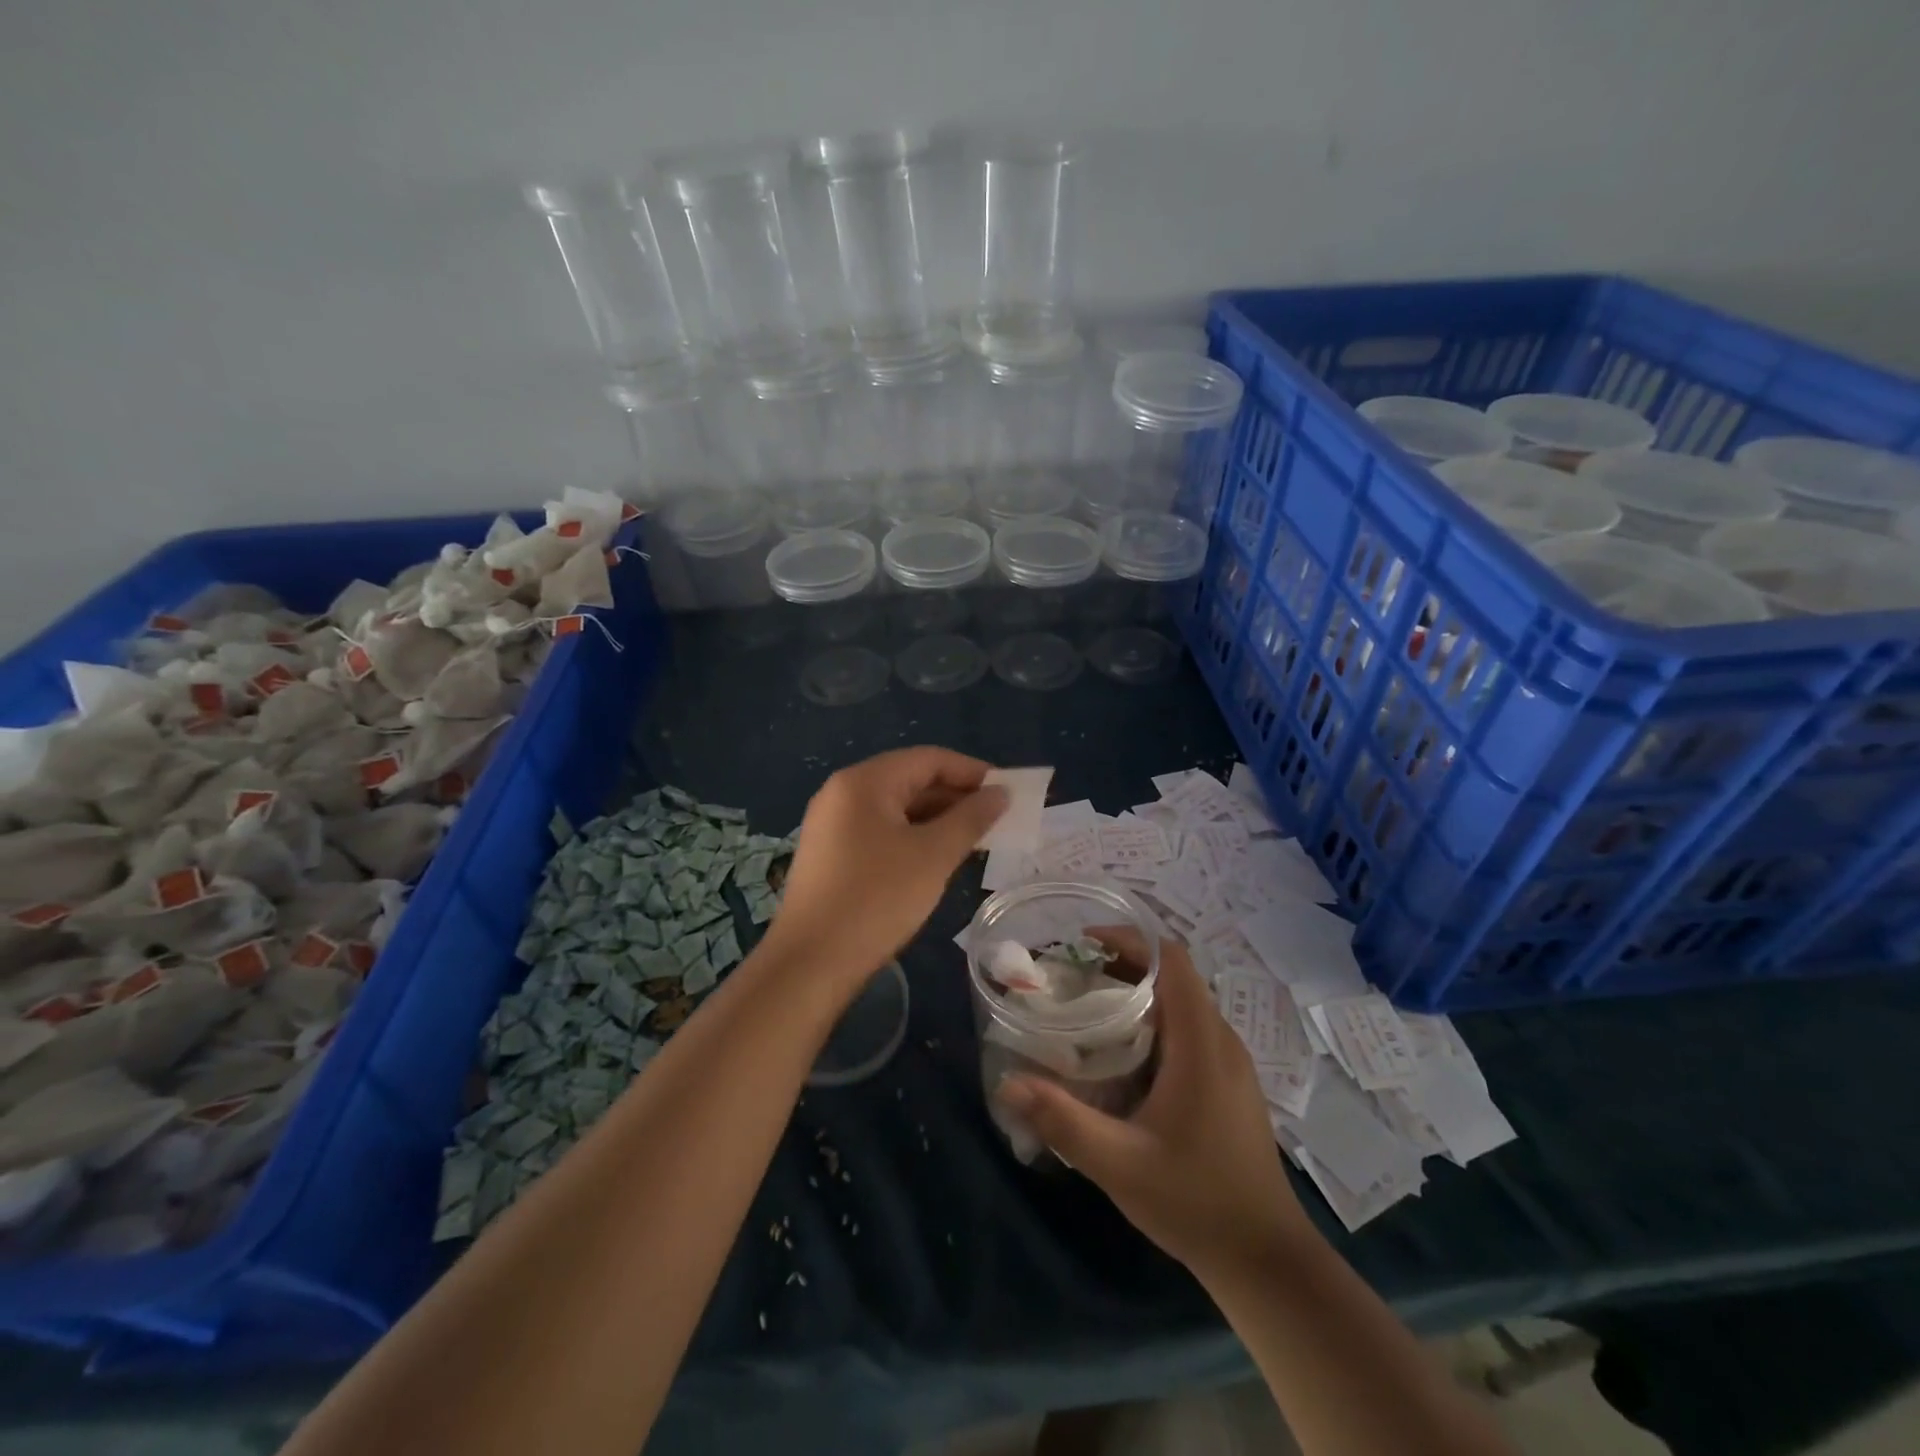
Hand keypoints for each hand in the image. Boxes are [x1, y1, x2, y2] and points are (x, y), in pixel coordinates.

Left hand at [764, 747, 1006, 991]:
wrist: (810, 963)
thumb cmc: (877, 899)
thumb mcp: (933, 856)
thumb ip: (971, 818)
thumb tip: (1000, 793)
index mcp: (864, 782)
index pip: (928, 759)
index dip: (972, 771)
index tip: (1008, 792)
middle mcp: (842, 793)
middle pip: (910, 780)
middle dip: (956, 797)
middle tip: (997, 820)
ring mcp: (832, 824)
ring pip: (896, 809)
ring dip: (937, 819)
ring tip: (975, 840)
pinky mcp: (830, 854)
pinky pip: (880, 831)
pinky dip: (913, 837)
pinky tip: (937, 859)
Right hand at [997, 929, 1312, 1280]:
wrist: (1266, 1260)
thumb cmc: (1195, 1201)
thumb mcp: (1119, 1163)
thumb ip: (1062, 1119)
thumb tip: (1008, 1083)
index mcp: (1201, 1044)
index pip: (1173, 960)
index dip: (1130, 940)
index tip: (1085, 942)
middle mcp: (1222, 1041)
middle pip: (1176, 976)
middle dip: (1126, 964)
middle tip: (1075, 975)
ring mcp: (1232, 1063)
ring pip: (1184, 1003)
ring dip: (1141, 992)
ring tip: (1092, 1007)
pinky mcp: (1231, 1084)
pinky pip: (1192, 1029)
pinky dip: (1156, 1020)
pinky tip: (1125, 1054)